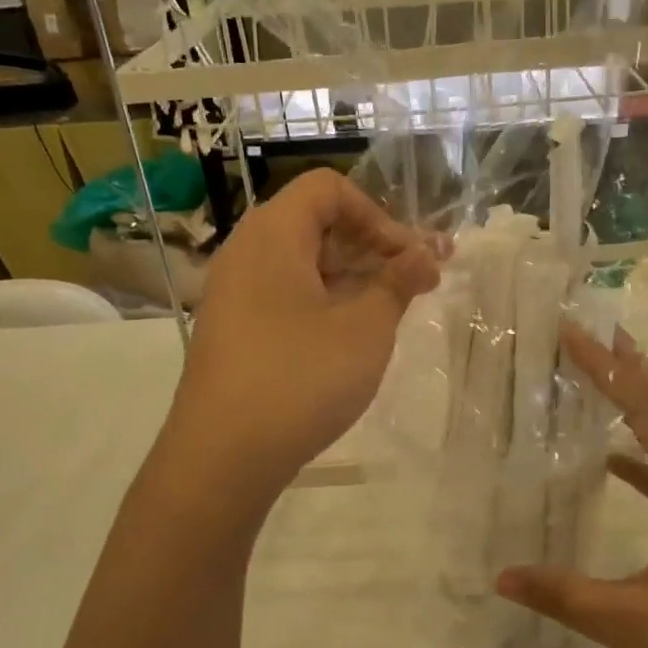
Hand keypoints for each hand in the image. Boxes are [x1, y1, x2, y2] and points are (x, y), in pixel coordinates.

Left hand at [171, 169, 440, 492]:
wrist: (222, 457)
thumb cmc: (300, 378)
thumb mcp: (365, 329)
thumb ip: (398, 283)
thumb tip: (425, 254)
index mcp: (272, 235)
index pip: (328, 189)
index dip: (377, 215)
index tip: (408, 258)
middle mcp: (246, 252)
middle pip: (316, 224)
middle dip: (372, 247)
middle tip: (415, 283)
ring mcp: (234, 293)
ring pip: (303, 264)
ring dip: (352, 278)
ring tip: (392, 311)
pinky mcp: (234, 330)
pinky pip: (285, 295)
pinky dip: (324, 302)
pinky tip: (351, 337)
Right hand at [496, 325, 647, 647]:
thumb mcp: (631, 622)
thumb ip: (563, 596)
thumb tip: (501, 575)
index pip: (646, 410)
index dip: (608, 369)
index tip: (573, 334)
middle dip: (628, 365)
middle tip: (590, 332)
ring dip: (639, 398)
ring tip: (603, 372)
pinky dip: (641, 452)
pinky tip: (610, 460)